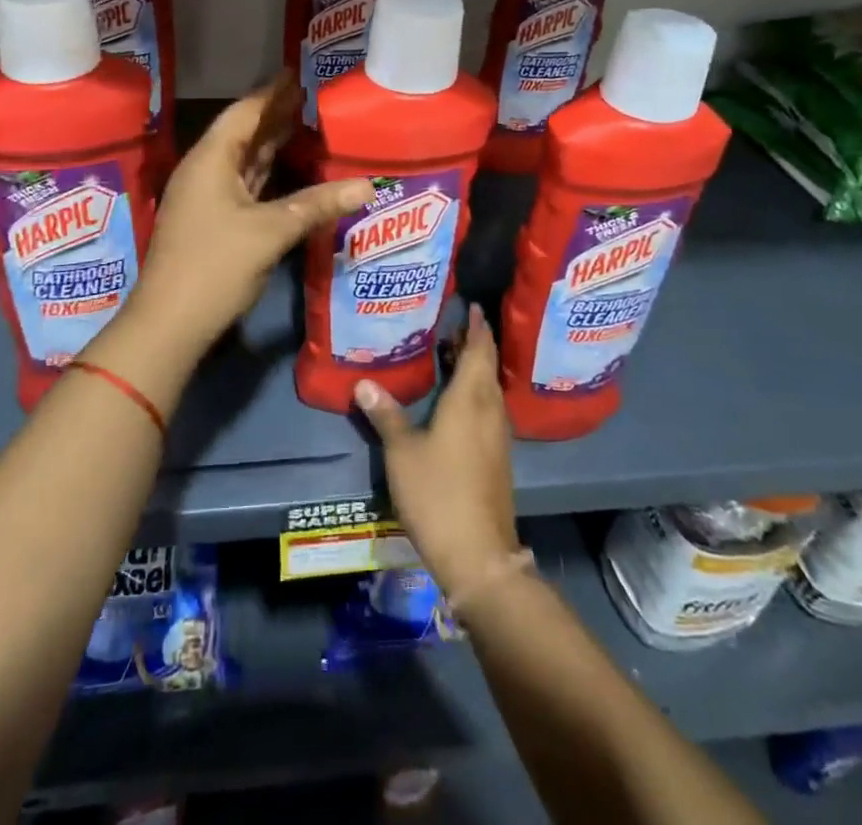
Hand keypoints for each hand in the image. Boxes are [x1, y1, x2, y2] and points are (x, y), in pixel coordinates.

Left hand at [132, 74, 370, 356]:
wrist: (170, 323)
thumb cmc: (215, 265)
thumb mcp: (270, 231)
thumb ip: (318, 204)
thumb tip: (367, 187)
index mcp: (211, 160)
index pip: (244, 113)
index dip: (271, 93)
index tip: (296, 73)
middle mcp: (205, 171)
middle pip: (244, 133)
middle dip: (275, 115)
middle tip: (309, 95)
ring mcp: (207, 198)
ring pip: (244, 160)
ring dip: (271, 143)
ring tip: (304, 123)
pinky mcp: (213, 222)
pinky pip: (245, 184)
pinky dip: (267, 173)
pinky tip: (289, 170)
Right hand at [356, 305, 518, 597]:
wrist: (478, 553)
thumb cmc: (437, 492)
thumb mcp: (402, 451)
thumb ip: (385, 413)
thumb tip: (363, 381)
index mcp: (471, 399)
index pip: (479, 351)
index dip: (477, 328)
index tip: (474, 307)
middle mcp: (490, 410)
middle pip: (487, 367)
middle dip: (475, 344)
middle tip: (455, 325)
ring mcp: (497, 436)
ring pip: (490, 389)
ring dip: (476, 369)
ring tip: (452, 355)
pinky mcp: (497, 457)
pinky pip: (489, 409)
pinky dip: (476, 393)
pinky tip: (458, 400)